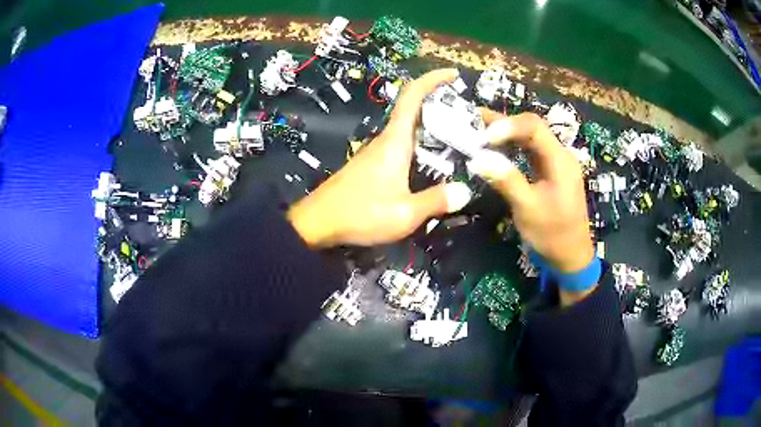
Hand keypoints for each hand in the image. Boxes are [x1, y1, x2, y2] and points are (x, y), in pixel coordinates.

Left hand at [288, 69, 472, 247]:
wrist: (318, 223)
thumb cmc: (360, 214)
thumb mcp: (405, 213)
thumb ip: (436, 201)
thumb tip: (464, 192)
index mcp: (395, 141)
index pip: (412, 95)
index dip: (432, 79)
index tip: (453, 74)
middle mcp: (386, 140)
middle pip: (414, 110)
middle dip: (441, 106)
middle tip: (470, 119)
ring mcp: (377, 152)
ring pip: (409, 129)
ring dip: (433, 128)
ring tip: (462, 140)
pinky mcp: (372, 165)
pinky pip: (402, 146)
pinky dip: (422, 146)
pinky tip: (434, 165)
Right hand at [468, 111, 594, 296]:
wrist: (571, 256)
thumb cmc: (553, 235)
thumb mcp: (528, 209)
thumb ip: (506, 180)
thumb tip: (478, 158)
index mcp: (560, 160)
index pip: (534, 127)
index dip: (507, 125)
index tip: (483, 137)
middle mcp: (559, 154)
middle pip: (531, 127)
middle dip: (502, 123)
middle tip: (471, 121)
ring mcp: (555, 162)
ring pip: (529, 137)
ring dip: (505, 132)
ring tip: (477, 128)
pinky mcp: (549, 171)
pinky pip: (529, 150)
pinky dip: (510, 146)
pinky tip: (493, 147)